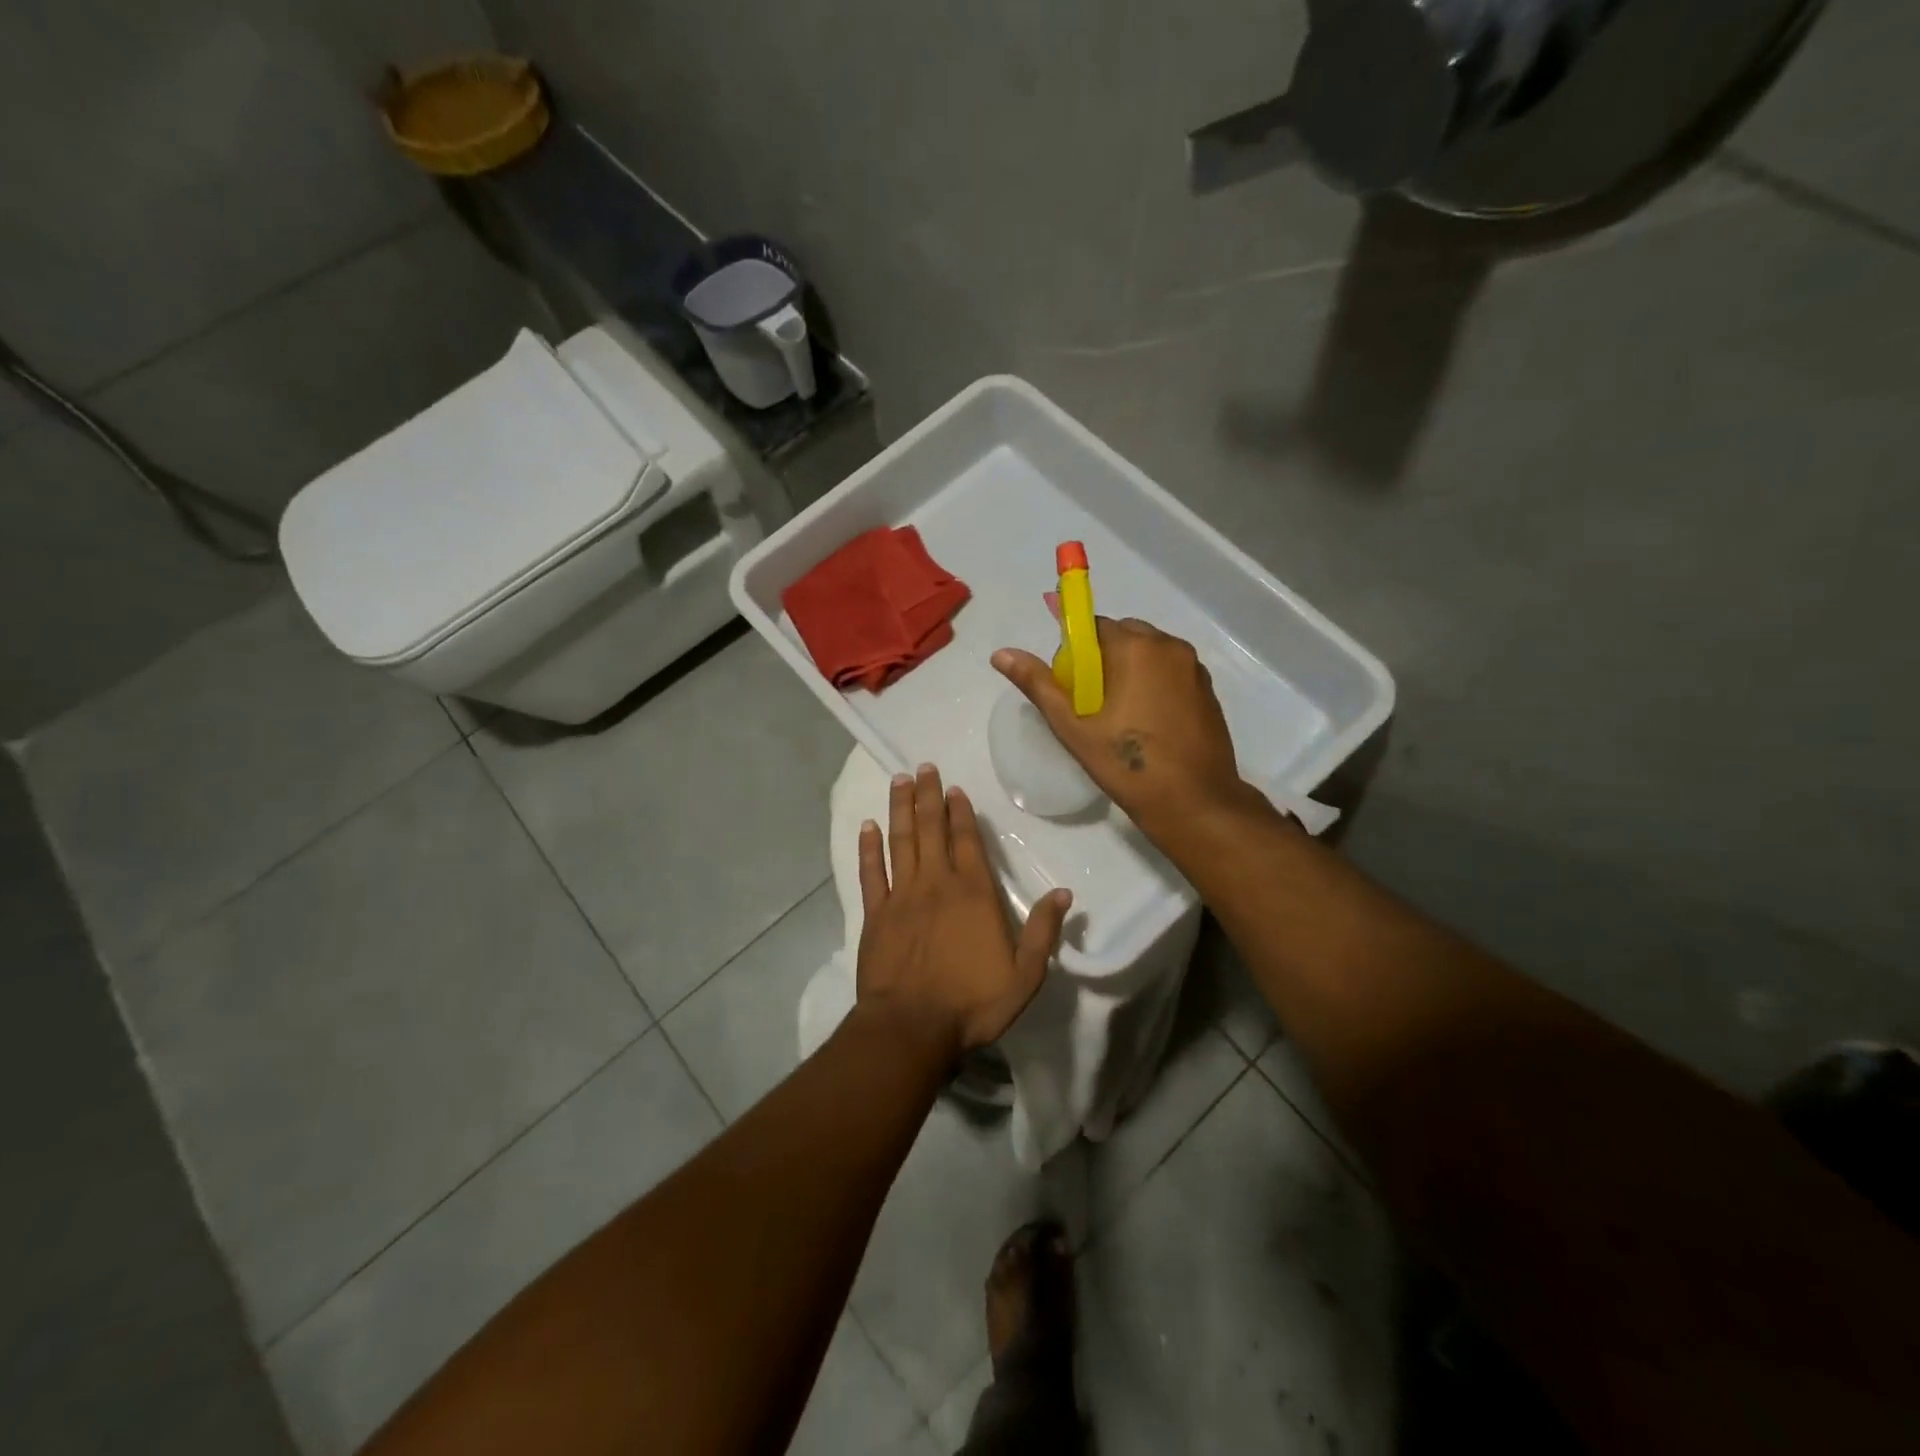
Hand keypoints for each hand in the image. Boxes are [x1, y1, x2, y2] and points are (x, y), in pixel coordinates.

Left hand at [856, 764, 1071, 1057]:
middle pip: (931, 830)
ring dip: (900, 809)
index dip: (960, 812)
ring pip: (900, 841)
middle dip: (928, 796)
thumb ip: (1044, 931)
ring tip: (899, 780)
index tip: (954, 788)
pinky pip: (870, 872)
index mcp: (973, 893)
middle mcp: (936, 883)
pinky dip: (868, 847)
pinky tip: (867, 826)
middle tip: (923, 767)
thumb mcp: (1025, 975)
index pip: (967, 841)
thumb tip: (1064, 894)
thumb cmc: (973, 1003)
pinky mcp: (875, 914)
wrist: (912, 1027)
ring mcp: (901, 896)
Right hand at [992, 618, 1248, 833]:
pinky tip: (1146, 723)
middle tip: (1092, 704)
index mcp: (1136, 647)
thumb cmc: (1128, 764)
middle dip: (1103, 659)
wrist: (1194, 802)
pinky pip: (1170, 671)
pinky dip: (1153, 683)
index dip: (1076, 653)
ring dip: (1129, 670)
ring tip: (1120, 716)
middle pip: (1123, 635)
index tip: (1071, 687)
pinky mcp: (1208, 689)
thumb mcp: (1074, 727)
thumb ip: (1038, 684)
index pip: (1093, 626)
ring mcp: (1194, 667)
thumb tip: (1000, 654)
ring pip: (1149, 653)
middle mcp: (1169, 646)